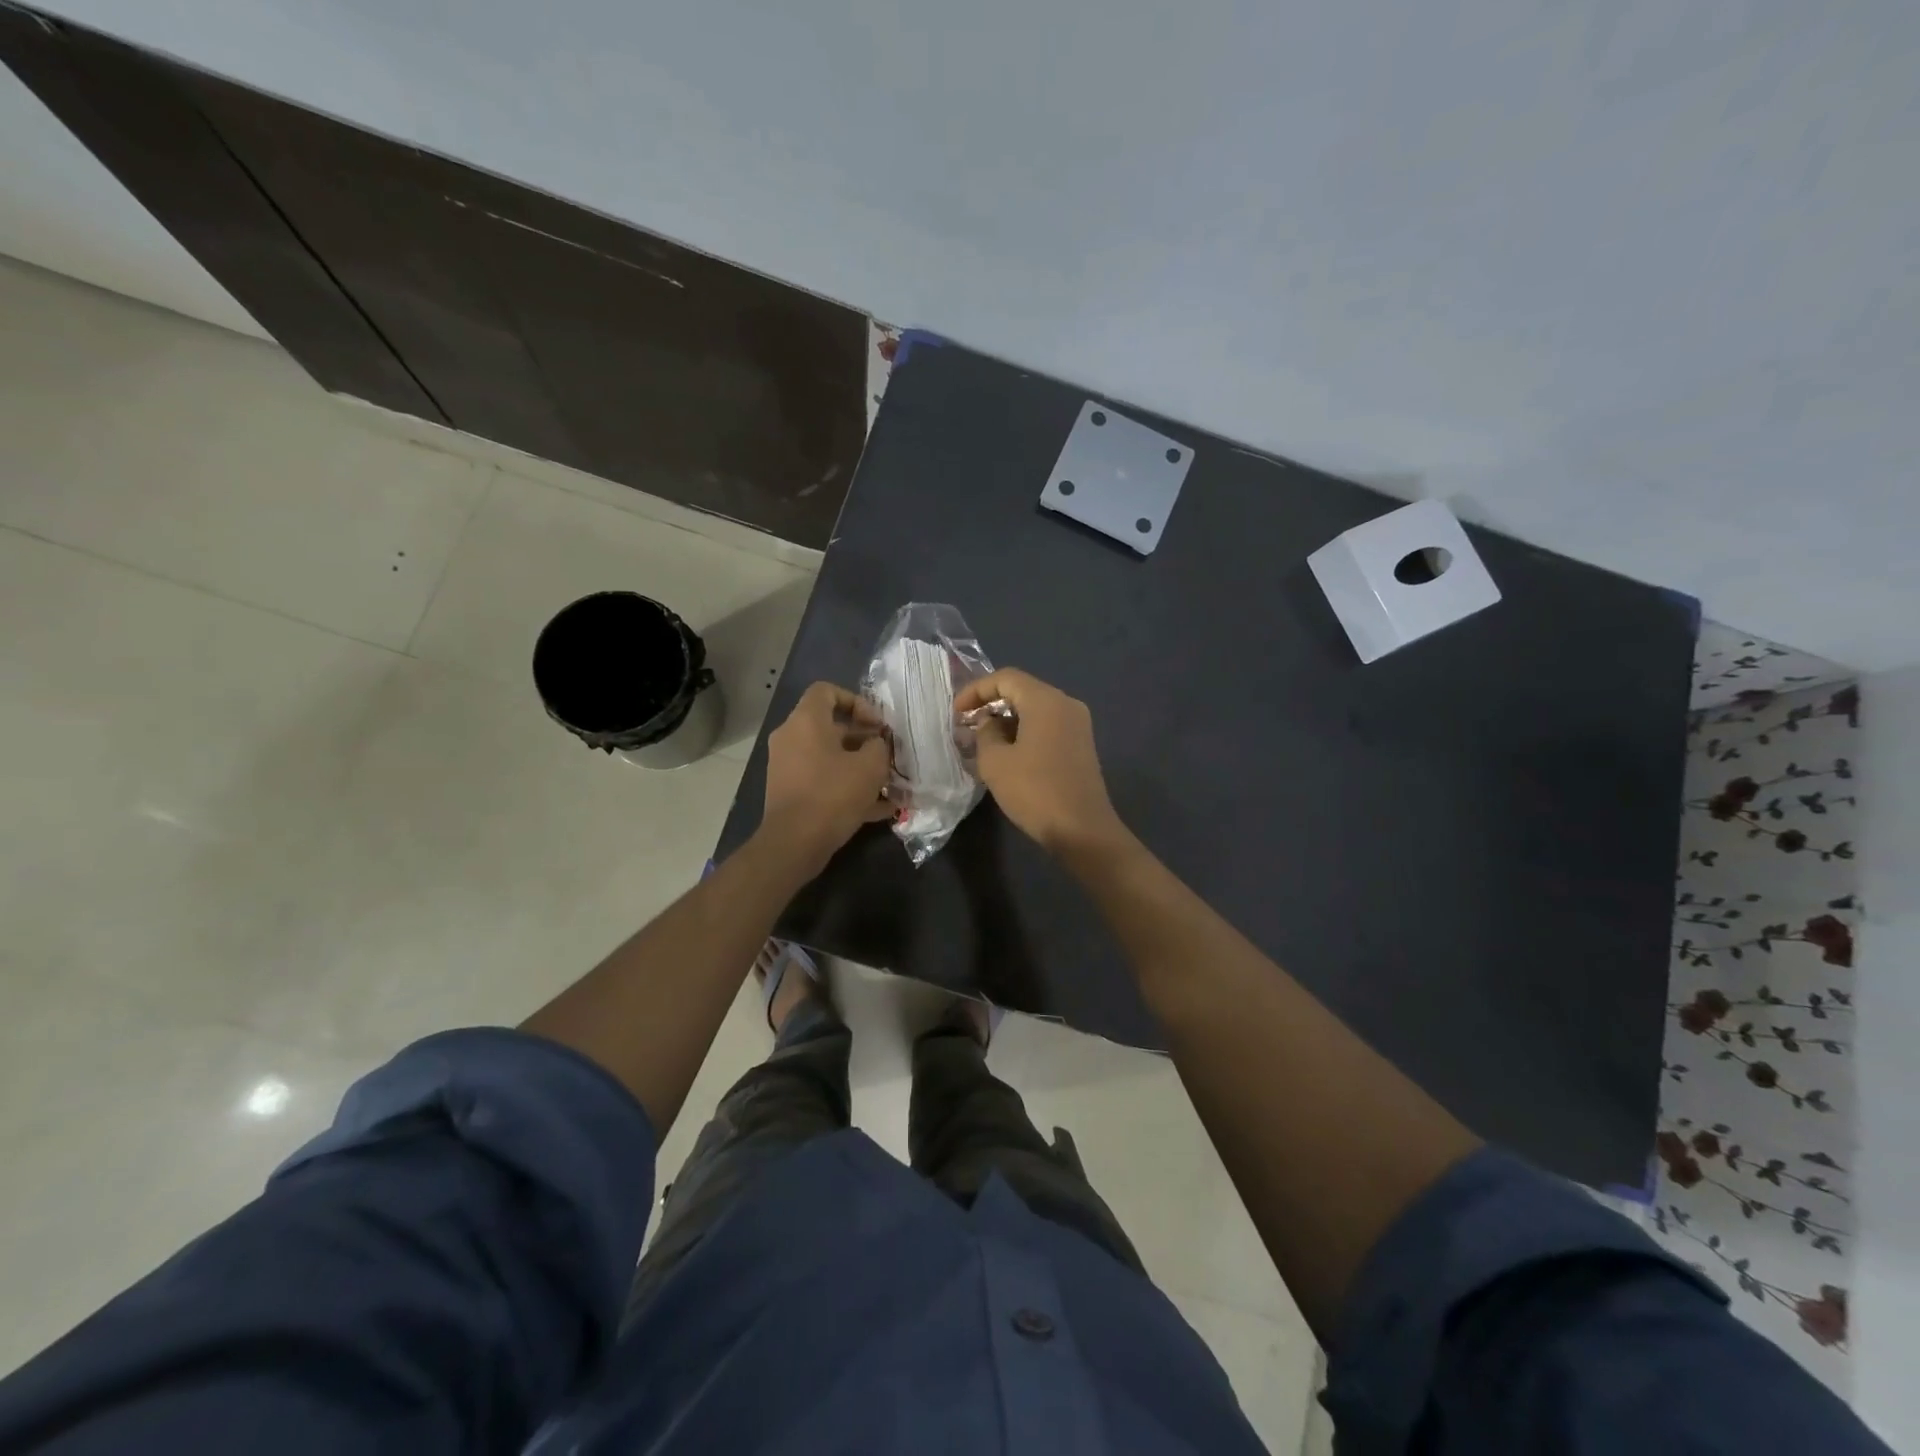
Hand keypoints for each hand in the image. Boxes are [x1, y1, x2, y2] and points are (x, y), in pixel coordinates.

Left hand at [762, 682, 893, 863]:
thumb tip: (877, 744)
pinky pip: (823, 779)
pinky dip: (846, 787)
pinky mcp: (790, 791)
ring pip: (829, 756)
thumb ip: (880, 746)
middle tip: (887, 753)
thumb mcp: (871, 766)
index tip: (876, 724)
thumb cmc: (833, 794)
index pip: (827, 691)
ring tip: (888, 783)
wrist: (795, 842)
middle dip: (864, 738)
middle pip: (831, 726)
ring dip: (858, 765)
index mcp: (806, 721)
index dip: (856, 701)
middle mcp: (791, 737)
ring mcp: (788, 766)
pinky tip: (878, 808)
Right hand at [954, 669, 1125, 856]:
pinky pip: (1048, 726)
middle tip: (967, 725)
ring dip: (1007, 720)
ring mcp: (1078, 725)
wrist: (1082, 829)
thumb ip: (985, 733)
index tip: (956, 712)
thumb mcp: (996, 761)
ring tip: (983, 741)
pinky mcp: (1081, 745)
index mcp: (1046, 700)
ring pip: (1035, 710)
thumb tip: (989, 722)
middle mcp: (1066, 704)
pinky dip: (1025, 731)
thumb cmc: (1035, 791)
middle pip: (1022, 690)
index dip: (976, 690)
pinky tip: (1008, 753)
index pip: (1005, 678)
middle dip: (991, 704)